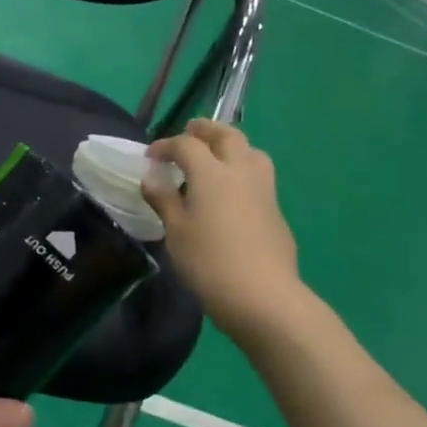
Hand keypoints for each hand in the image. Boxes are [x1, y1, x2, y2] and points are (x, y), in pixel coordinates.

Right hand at [143, 119, 302, 341]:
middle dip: (206, 130)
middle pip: (227, 136)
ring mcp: (264, 190)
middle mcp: (241, 172)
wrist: (262, 296)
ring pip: (251, 151)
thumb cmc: (208, 262)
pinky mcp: (276, 211)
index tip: (150, 155)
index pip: (187, 145)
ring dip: (232, 145)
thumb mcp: (175, 231)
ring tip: (216, 156)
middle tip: (189, 133)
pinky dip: (242, 170)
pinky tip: (231, 192)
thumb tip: (152, 178)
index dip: (166, 145)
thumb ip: (164, 200)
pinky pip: (259, 176)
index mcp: (212, 173)